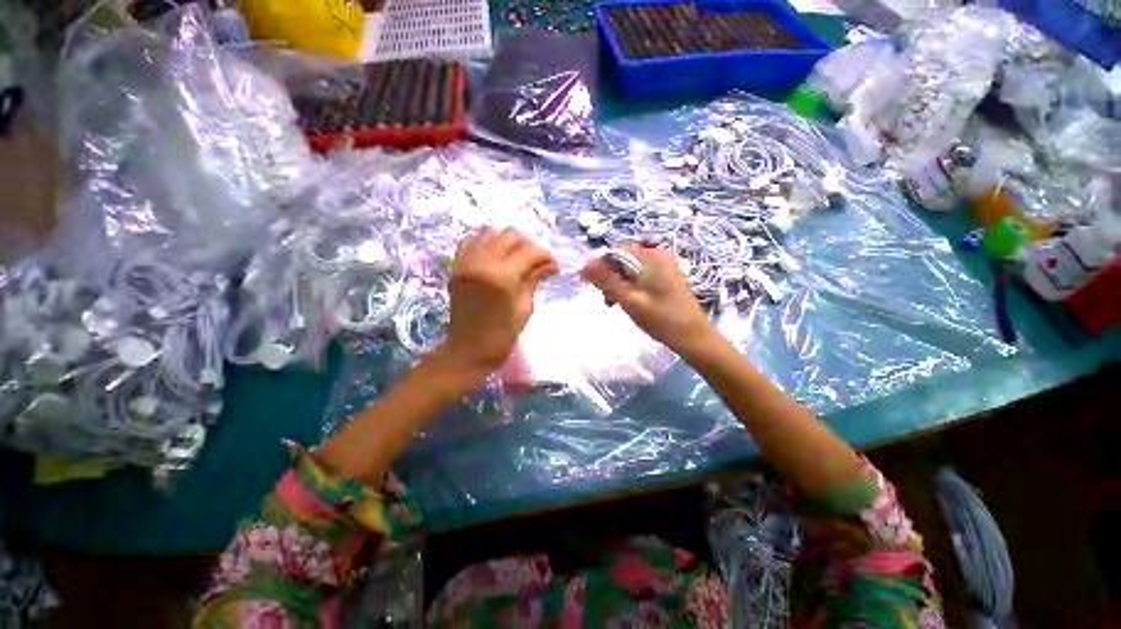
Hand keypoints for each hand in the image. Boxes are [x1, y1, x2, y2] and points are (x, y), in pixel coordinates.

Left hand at [436, 228, 557, 380]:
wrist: (469, 349)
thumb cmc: (502, 334)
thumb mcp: (525, 307)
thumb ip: (535, 279)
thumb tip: (552, 264)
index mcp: (503, 276)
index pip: (530, 251)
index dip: (546, 255)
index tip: (554, 266)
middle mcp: (482, 262)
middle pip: (511, 235)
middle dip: (528, 246)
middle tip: (536, 262)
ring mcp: (466, 261)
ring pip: (491, 233)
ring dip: (508, 242)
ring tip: (516, 258)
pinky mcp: (456, 266)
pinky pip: (471, 241)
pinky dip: (485, 244)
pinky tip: (495, 257)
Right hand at [581, 245, 716, 358]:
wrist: (693, 337)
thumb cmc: (660, 318)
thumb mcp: (628, 299)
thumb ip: (606, 280)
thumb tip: (584, 265)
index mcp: (651, 256)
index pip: (616, 250)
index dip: (600, 266)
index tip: (592, 286)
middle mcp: (658, 255)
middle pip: (623, 259)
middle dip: (610, 277)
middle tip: (607, 300)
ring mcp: (664, 265)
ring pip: (630, 269)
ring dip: (618, 283)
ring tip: (615, 303)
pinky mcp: (666, 276)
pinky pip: (641, 275)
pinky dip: (630, 286)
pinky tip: (628, 301)